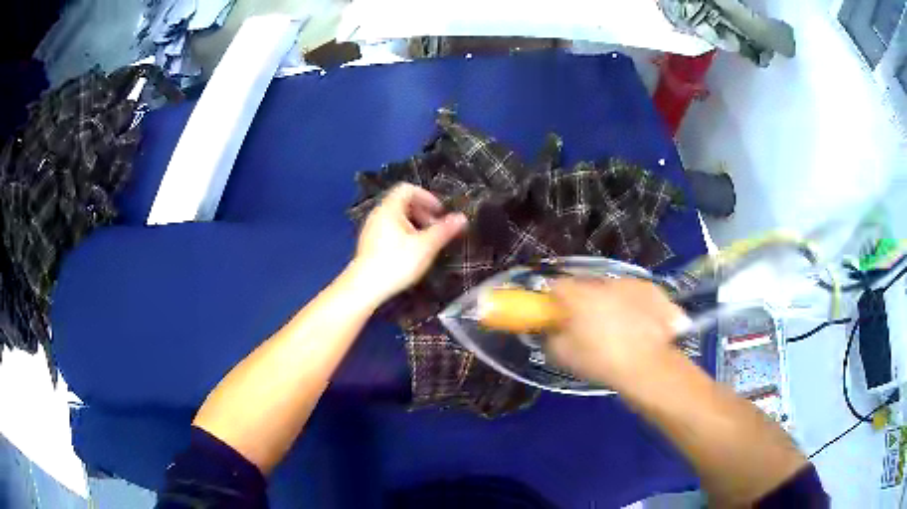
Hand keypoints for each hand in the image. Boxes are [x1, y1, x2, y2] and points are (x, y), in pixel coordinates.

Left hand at [348, 184, 466, 304]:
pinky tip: (410, 253)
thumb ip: (444, 230)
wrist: (365, 287)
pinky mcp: (369, 244)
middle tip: (436, 228)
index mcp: (390, 208)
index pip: (408, 189)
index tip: (440, 212)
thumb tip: (462, 217)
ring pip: (396, 218)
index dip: (427, 197)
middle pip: (402, 203)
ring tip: (426, 242)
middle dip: (422, 212)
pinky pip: (389, 229)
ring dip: (414, 224)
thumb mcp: (425, 246)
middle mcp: (378, 214)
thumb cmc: (396, 262)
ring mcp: (371, 229)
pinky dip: (403, 234)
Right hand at [547, 278, 686, 390]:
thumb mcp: (563, 356)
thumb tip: (552, 330)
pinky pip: (637, 294)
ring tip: (618, 328)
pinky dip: (635, 305)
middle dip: (585, 301)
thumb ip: (551, 338)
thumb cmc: (601, 361)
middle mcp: (604, 283)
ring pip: (614, 289)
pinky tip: (640, 324)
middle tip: (587, 325)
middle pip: (587, 286)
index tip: (557, 315)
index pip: (556, 286)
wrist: (647, 367)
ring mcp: (631, 284)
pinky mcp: (653, 291)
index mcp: (579, 296)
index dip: (554, 300)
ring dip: (611, 302)